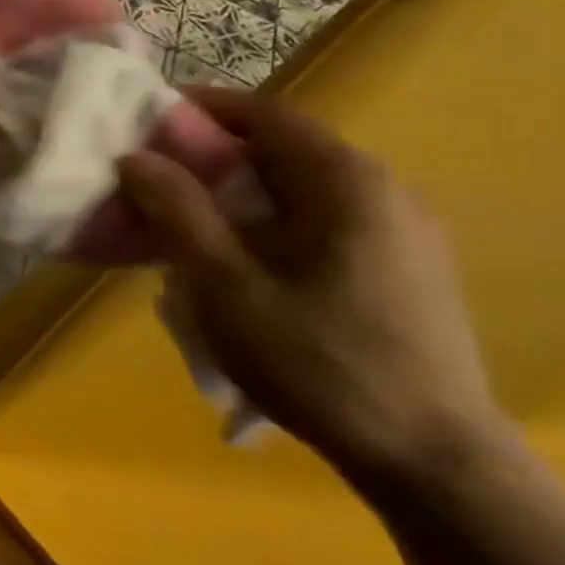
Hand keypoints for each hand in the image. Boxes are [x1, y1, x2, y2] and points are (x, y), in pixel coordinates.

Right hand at [117, 87, 507, 487]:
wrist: (428, 455)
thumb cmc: (315, 361)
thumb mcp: (225, 285)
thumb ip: (178, 213)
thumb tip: (136, 157)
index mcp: (346, 183)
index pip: (267, 115)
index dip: (202, 109)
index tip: (147, 120)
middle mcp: (385, 191)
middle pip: (285, 150)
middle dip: (214, 156)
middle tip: (155, 181)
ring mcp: (403, 231)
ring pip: (303, 189)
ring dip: (241, 193)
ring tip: (190, 225)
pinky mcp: (405, 268)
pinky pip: (325, 222)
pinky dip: (272, 222)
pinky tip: (244, 264)